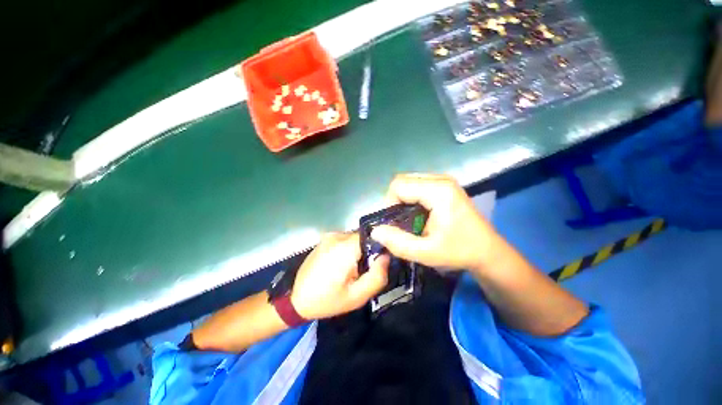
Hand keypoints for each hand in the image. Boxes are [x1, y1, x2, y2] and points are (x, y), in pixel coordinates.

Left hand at [290, 233, 388, 319]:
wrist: (297, 300)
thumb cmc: (328, 300)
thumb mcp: (357, 296)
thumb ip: (377, 277)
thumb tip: (386, 256)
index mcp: (345, 248)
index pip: (372, 237)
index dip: (379, 247)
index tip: (378, 262)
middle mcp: (337, 236)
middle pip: (362, 238)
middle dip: (367, 251)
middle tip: (364, 270)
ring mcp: (329, 236)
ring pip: (353, 238)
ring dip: (357, 250)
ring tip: (352, 269)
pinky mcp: (324, 239)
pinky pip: (344, 240)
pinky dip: (348, 249)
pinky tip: (341, 265)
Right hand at [370, 173, 498, 271]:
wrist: (488, 251)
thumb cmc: (460, 251)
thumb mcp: (427, 253)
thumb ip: (398, 243)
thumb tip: (375, 231)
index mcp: (438, 191)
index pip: (398, 186)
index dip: (389, 204)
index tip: (393, 224)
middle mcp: (440, 179)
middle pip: (402, 180)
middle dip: (394, 201)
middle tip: (399, 222)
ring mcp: (444, 180)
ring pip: (409, 181)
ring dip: (402, 199)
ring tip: (408, 219)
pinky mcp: (445, 185)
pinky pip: (417, 184)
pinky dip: (411, 197)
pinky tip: (417, 213)